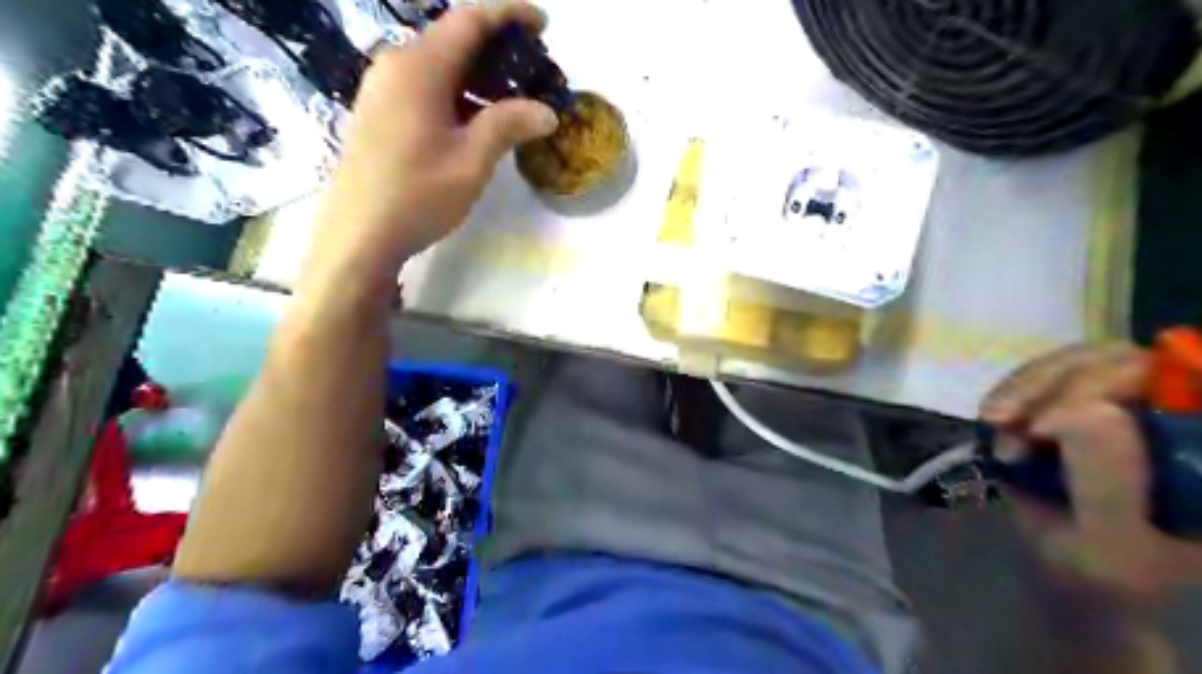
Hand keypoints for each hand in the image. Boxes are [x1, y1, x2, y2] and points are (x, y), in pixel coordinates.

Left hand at [302, 2, 564, 290]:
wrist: (358, 236)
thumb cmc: (417, 195)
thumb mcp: (471, 161)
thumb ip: (508, 126)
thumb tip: (546, 112)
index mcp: (419, 67)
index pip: (469, 21)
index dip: (508, 15)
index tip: (543, 23)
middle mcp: (396, 66)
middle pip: (453, 40)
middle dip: (497, 50)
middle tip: (535, 72)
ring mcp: (382, 89)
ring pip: (439, 66)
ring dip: (479, 75)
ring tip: (514, 99)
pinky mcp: (379, 113)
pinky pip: (425, 87)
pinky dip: (458, 93)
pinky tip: (478, 119)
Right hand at [982, 344, 1195, 596]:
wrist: (1071, 575)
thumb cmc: (1105, 576)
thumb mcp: (1112, 548)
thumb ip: (1110, 487)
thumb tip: (1091, 409)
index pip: (1183, 380)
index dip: (1115, 384)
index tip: (1046, 426)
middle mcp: (1176, 417)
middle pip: (1121, 361)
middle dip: (1052, 386)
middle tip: (1003, 421)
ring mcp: (1128, 405)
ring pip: (1078, 360)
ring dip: (1024, 389)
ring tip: (993, 425)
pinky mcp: (1080, 403)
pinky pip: (1046, 374)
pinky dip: (1011, 391)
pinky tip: (992, 420)